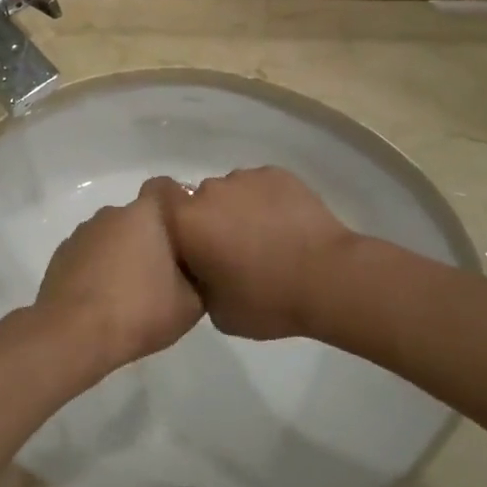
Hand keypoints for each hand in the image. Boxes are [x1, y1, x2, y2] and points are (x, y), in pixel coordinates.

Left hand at [34, 178, 202, 374]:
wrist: (75, 334)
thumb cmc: (139, 310)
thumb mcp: (191, 303)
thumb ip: (199, 275)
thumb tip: (195, 268)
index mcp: (145, 214)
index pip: (165, 187)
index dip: (177, 203)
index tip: (186, 230)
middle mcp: (112, 214)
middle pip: (138, 217)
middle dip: (151, 238)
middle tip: (164, 273)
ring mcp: (83, 232)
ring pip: (113, 236)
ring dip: (123, 253)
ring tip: (132, 291)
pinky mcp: (62, 254)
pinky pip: (91, 253)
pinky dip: (99, 268)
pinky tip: (105, 298)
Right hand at [157, 167, 357, 339]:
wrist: (329, 279)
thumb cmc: (266, 300)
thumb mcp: (217, 312)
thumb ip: (199, 283)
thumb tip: (204, 271)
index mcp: (186, 221)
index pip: (158, 197)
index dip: (167, 212)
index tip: (183, 236)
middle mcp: (209, 191)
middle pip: (199, 200)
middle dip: (210, 220)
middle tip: (231, 250)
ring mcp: (245, 178)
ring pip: (232, 192)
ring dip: (239, 210)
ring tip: (265, 239)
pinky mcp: (278, 174)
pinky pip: (261, 186)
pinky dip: (267, 202)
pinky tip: (286, 226)